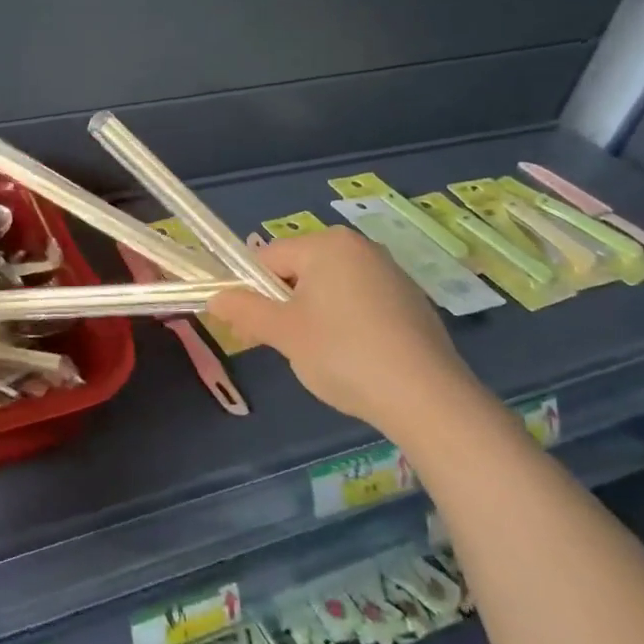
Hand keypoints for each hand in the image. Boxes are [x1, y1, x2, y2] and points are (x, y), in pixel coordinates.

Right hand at [207, 230, 478, 436]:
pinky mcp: (411, 301)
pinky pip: (361, 302)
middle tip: (281, 344)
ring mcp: (391, 273)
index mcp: (327, 245)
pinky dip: (346, 323)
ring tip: (320, 356)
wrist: (428, 398)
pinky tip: (354, 358)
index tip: (250, 328)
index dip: (251, 292)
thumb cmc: (344, 354)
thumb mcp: (284, 333)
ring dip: (313, 315)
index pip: (268, 258)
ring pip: (330, 288)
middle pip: (300, 270)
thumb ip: (244, 311)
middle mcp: (360, 247)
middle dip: (283, 304)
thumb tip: (215, 299)